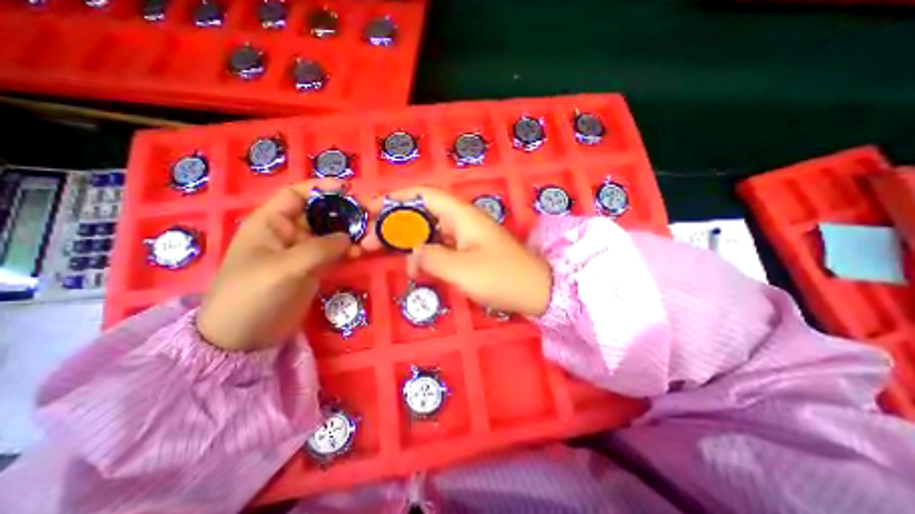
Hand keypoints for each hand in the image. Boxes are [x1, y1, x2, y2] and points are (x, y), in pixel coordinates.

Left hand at [198, 180, 354, 353]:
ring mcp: (303, 251)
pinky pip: (335, 252)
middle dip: (344, 211)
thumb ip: (320, 249)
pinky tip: (362, 252)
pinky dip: (349, 250)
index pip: (297, 195)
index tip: (349, 189)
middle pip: (320, 213)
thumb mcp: (286, 268)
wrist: (245, 337)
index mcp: (271, 223)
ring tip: (371, 235)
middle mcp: (288, 232)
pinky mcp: (314, 267)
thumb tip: (349, 237)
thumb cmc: (254, 295)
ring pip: (331, 233)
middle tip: (370, 214)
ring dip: (351, 231)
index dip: (321, 188)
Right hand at [363, 188, 548, 317]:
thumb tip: (413, 254)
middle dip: (394, 223)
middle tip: (368, 239)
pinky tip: (416, 268)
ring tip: (384, 253)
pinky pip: (440, 247)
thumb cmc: (502, 277)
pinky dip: (424, 255)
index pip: (424, 195)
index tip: (371, 208)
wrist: (536, 291)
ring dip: (407, 241)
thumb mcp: (462, 269)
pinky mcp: (468, 252)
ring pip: (429, 231)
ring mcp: (465, 237)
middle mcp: (462, 221)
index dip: (396, 198)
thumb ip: (431, 258)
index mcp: (462, 215)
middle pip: (421, 213)